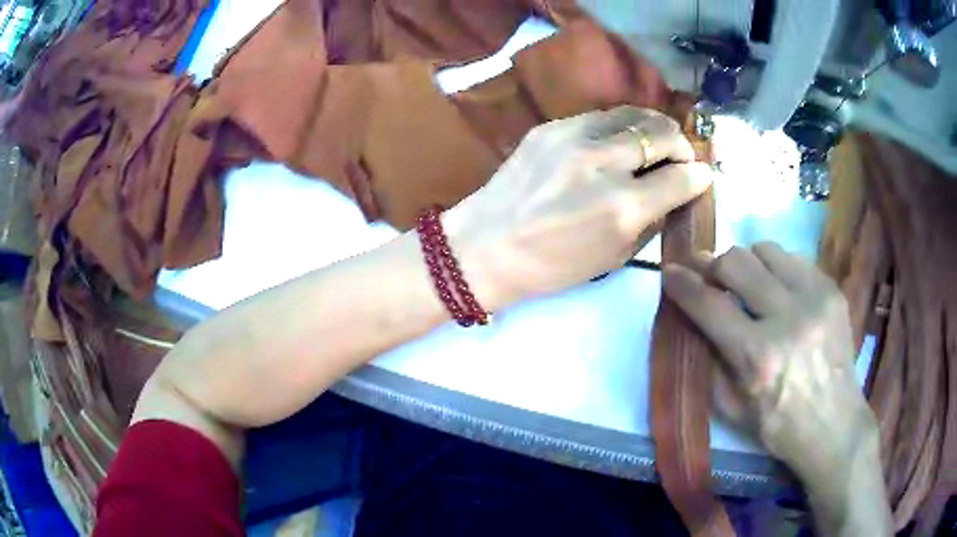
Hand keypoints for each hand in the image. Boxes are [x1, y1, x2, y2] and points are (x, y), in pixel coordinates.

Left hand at [445, 106, 714, 308]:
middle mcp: (604, 163)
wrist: (485, 246)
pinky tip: (618, 139)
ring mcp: (574, 137)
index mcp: (623, 207)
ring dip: (654, 126)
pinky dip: (620, 125)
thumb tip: (676, 192)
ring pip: (633, 114)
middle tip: (681, 155)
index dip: (698, 177)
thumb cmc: (552, 265)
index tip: (700, 176)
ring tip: (657, 139)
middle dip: (681, 144)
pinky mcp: (551, 126)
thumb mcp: (614, 257)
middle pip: (662, 134)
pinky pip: (601, 116)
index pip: (681, 178)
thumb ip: (652, 220)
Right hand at [661, 243, 877, 483]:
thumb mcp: (732, 409)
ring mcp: (815, 299)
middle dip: (714, 266)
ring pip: (766, 250)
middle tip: (711, 277)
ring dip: (748, 263)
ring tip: (749, 283)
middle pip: (737, 262)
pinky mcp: (832, 291)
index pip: (710, 305)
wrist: (834, 425)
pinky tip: (779, 290)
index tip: (670, 271)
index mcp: (758, 357)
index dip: (683, 284)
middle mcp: (788, 318)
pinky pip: (794, 259)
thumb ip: (710, 361)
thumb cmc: (779, 426)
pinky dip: (778, 269)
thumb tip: (693, 319)